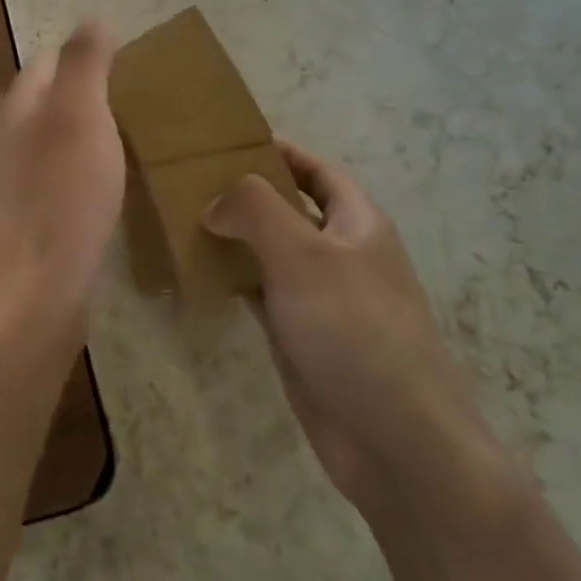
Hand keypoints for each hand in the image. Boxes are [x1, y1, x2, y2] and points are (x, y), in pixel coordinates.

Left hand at [0, 21, 124, 344]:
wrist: (31, 292)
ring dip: (88, 134)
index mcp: (20, 107)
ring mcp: (15, 184)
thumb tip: (92, 19)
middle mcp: (10, 140)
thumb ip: (84, 63)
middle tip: (140, 101)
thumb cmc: (61, 194)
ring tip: (132, 141)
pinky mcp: (30, 222)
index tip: (131, 62)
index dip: (86, 54)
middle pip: (50, 101)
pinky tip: (109, 189)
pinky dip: (85, 173)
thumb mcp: (79, 114)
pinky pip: (60, 181)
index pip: (49, 60)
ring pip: (55, 142)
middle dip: (89, 94)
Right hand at [204, 140, 502, 517]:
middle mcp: (342, 255)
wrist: (395, 440)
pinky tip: (200, 272)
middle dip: (249, 194)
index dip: (281, 152)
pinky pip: (263, 295)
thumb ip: (255, 210)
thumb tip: (216, 203)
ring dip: (236, 237)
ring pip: (272, 253)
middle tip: (194, 179)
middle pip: (291, 210)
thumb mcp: (302, 252)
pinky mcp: (303, 338)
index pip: (318, 171)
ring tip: (185, 218)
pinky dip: (235, 280)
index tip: (232, 140)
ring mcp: (322, 299)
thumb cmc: (354, 328)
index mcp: (358, 223)